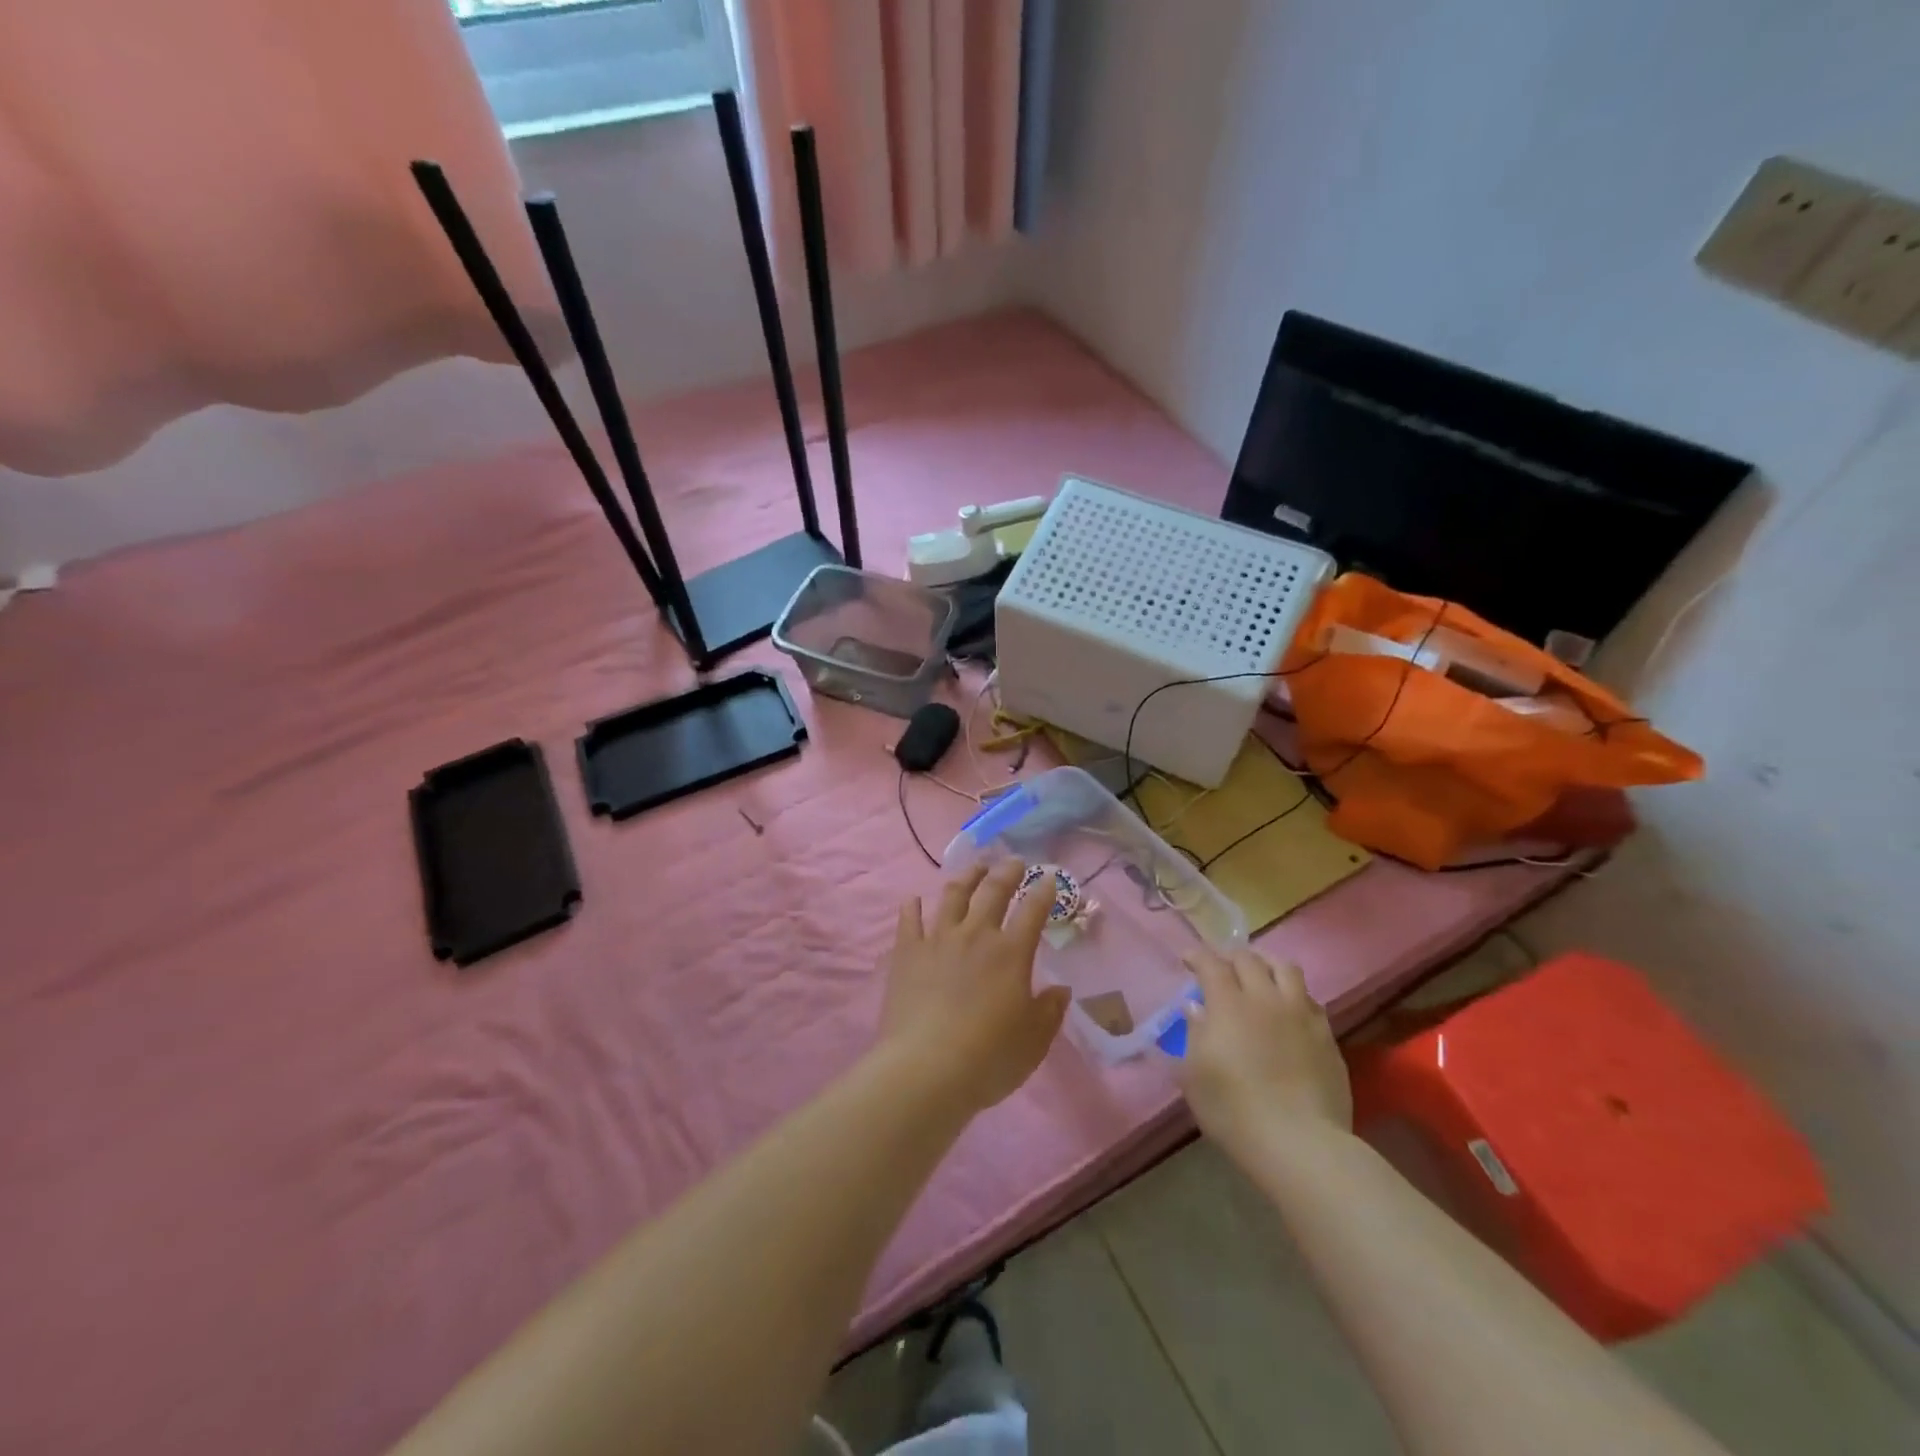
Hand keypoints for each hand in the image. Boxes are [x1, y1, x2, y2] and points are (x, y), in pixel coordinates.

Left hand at [879, 859, 1071, 1113]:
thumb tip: (1060, 990)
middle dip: (1006, 872)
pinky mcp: (907, 953)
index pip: (1032, 910)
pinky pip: (909, 920)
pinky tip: (914, 899)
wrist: (926, 1069)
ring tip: (973, 869)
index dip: (1042, 891)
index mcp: (1011, 953)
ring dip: (966, 878)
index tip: (1047, 877)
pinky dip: (912, 907)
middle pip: (993, 891)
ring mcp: (938, 940)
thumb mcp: (1034, 1041)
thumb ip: (1049, 1011)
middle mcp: (976, 935)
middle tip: (1012, 862)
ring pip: (953, 896)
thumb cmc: (989, 1058)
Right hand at [1177, 947, 1351, 1164]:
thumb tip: (1196, 1008)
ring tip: (1260, 975)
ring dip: (1267, 964)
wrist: (1300, 1144)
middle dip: (1230, 957)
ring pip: (1286, 969)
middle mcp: (1265, 998)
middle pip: (1249, 959)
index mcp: (1228, 1004)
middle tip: (1221, 968)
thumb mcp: (1194, 1076)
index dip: (1197, 956)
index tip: (1187, 959)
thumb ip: (1194, 1034)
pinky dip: (1293, 995)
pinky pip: (1310, 1000)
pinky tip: (1288, 1010)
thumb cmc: (1234, 1111)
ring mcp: (1301, 1015)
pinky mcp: (1326, 1036)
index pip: (1211, 963)